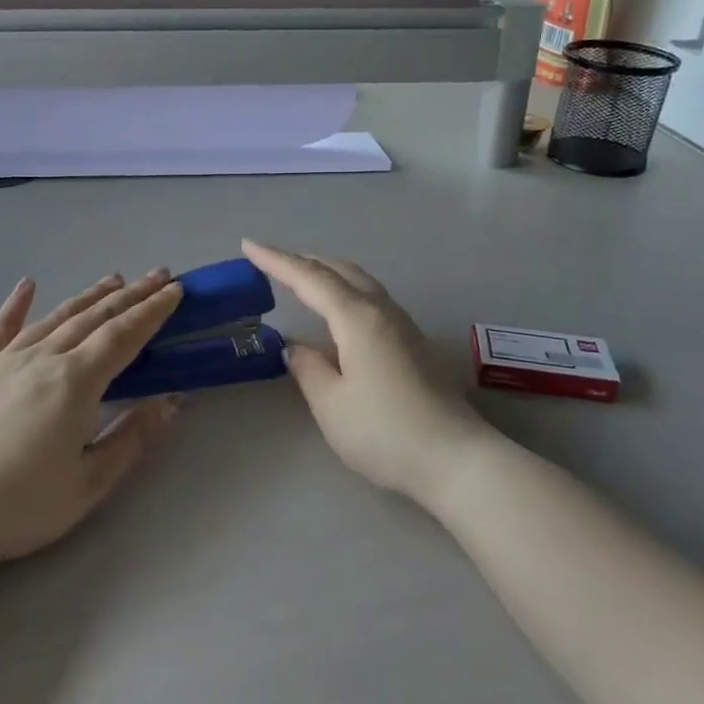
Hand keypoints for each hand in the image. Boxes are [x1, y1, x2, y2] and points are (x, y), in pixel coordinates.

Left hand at [0, 270, 184, 567]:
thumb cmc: (20, 505)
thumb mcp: (89, 483)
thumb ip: (132, 437)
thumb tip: (173, 400)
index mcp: (76, 382)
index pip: (124, 336)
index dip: (153, 311)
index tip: (176, 290)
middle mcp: (44, 359)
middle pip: (95, 318)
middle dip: (131, 295)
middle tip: (158, 275)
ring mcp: (5, 362)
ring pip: (55, 318)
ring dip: (88, 297)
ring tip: (113, 280)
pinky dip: (15, 305)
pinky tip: (27, 285)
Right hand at [242, 240, 498, 508]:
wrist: (454, 458)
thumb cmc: (385, 431)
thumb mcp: (331, 404)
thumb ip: (308, 368)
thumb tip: (295, 347)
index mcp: (357, 318)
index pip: (310, 279)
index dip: (277, 261)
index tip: (248, 245)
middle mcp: (381, 311)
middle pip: (339, 271)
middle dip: (303, 260)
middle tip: (271, 260)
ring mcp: (402, 325)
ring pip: (359, 281)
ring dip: (327, 272)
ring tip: (301, 276)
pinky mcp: (413, 342)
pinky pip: (371, 298)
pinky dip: (345, 290)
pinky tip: (338, 310)